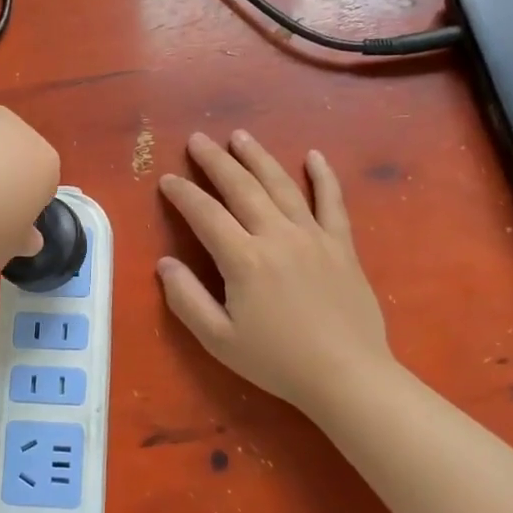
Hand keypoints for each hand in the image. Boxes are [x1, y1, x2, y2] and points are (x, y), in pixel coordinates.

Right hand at [157, 131, 395, 416]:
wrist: (348, 377)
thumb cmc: (277, 362)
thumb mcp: (219, 340)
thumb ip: (186, 299)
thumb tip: (165, 263)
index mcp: (244, 259)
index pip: (205, 214)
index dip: (183, 194)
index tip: (168, 179)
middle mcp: (277, 236)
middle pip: (241, 187)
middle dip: (216, 161)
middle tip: (198, 140)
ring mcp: (313, 236)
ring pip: (281, 185)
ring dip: (258, 157)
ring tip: (240, 136)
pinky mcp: (341, 245)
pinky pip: (332, 202)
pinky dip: (323, 177)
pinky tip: (314, 156)